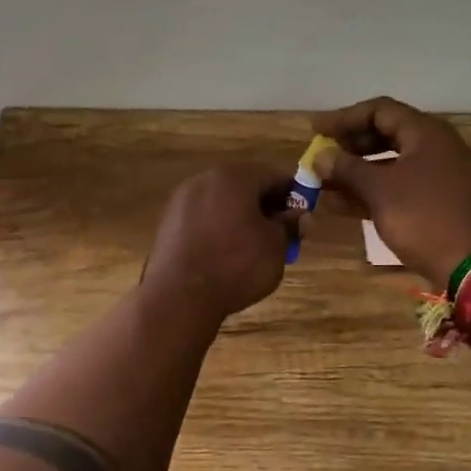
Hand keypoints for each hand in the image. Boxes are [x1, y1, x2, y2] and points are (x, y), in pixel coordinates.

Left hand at [143, 163, 295, 318]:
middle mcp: (205, 179)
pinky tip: (224, 253)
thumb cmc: (235, 265)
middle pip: (245, 185)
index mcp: (235, 176)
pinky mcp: (168, 221)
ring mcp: (182, 199)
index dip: (293, 194)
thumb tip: (299, 216)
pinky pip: (202, 218)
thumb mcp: (276, 247)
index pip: (274, 175)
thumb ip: (290, 226)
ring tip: (253, 248)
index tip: (302, 216)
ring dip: (240, 216)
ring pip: (222, 201)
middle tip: (280, 234)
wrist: (179, 295)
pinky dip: (217, 228)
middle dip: (265, 206)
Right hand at [310, 96, 470, 290]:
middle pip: (385, 134)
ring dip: (356, 172)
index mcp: (425, 133)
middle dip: (349, 146)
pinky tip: (341, 206)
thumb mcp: (380, 190)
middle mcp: (434, 147)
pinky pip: (398, 188)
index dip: (344, 117)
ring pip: (389, 165)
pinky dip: (371, 192)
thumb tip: (320, 156)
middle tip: (321, 157)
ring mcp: (438, 176)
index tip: (315, 130)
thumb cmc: (426, 217)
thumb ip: (347, 169)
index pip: (379, 110)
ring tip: (322, 185)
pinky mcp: (437, 203)